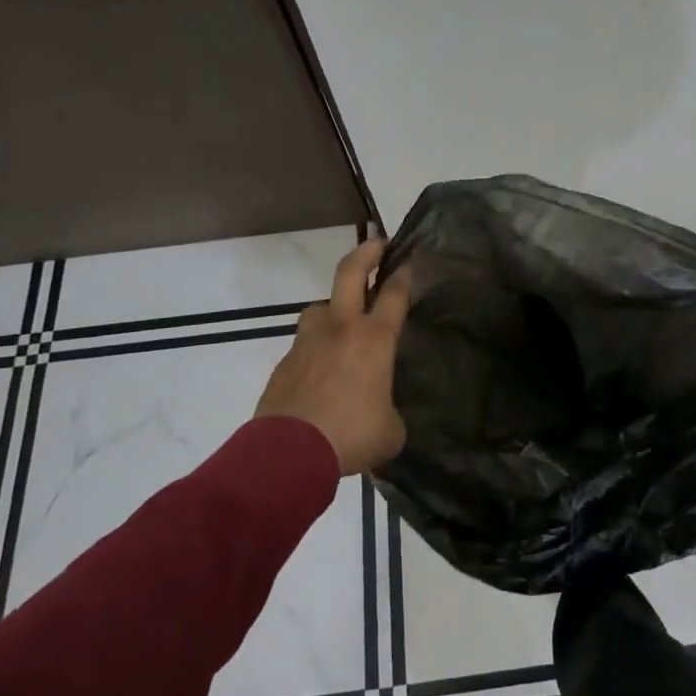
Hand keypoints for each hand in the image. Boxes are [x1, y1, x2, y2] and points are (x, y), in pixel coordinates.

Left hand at [255, 238, 411, 475]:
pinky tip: (321, 370)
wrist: (288, 453)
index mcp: (374, 339)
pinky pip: (304, 343)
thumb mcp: (389, 431)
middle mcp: (341, 328)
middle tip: (378, 242)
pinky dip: (316, 347)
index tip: (410, 260)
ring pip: (320, 306)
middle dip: (367, 252)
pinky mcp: (285, 362)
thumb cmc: (351, 435)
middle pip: (351, 273)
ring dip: (333, 305)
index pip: (394, 294)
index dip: (405, 274)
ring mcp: (308, 341)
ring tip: (342, 321)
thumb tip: (383, 416)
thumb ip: (391, 413)